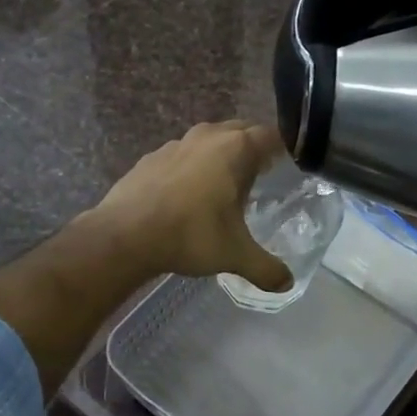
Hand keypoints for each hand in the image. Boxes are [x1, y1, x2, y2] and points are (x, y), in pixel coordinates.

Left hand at [85, 121, 294, 290]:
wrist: (125, 235)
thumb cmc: (191, 234)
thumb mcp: (236, 255)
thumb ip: (266, 269)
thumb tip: (288, 284)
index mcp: (236, 149)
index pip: (272, 136)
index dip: (285, 147)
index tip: (291, 163)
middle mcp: (208, 137)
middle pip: (241, 130)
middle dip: (254, 148)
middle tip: (263, 174)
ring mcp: (176, 144)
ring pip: (210, 140)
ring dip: (221, 155)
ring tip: (227, 184)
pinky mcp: (152, 158)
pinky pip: (183, 155)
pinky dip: (193, 167)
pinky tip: (189, 194)